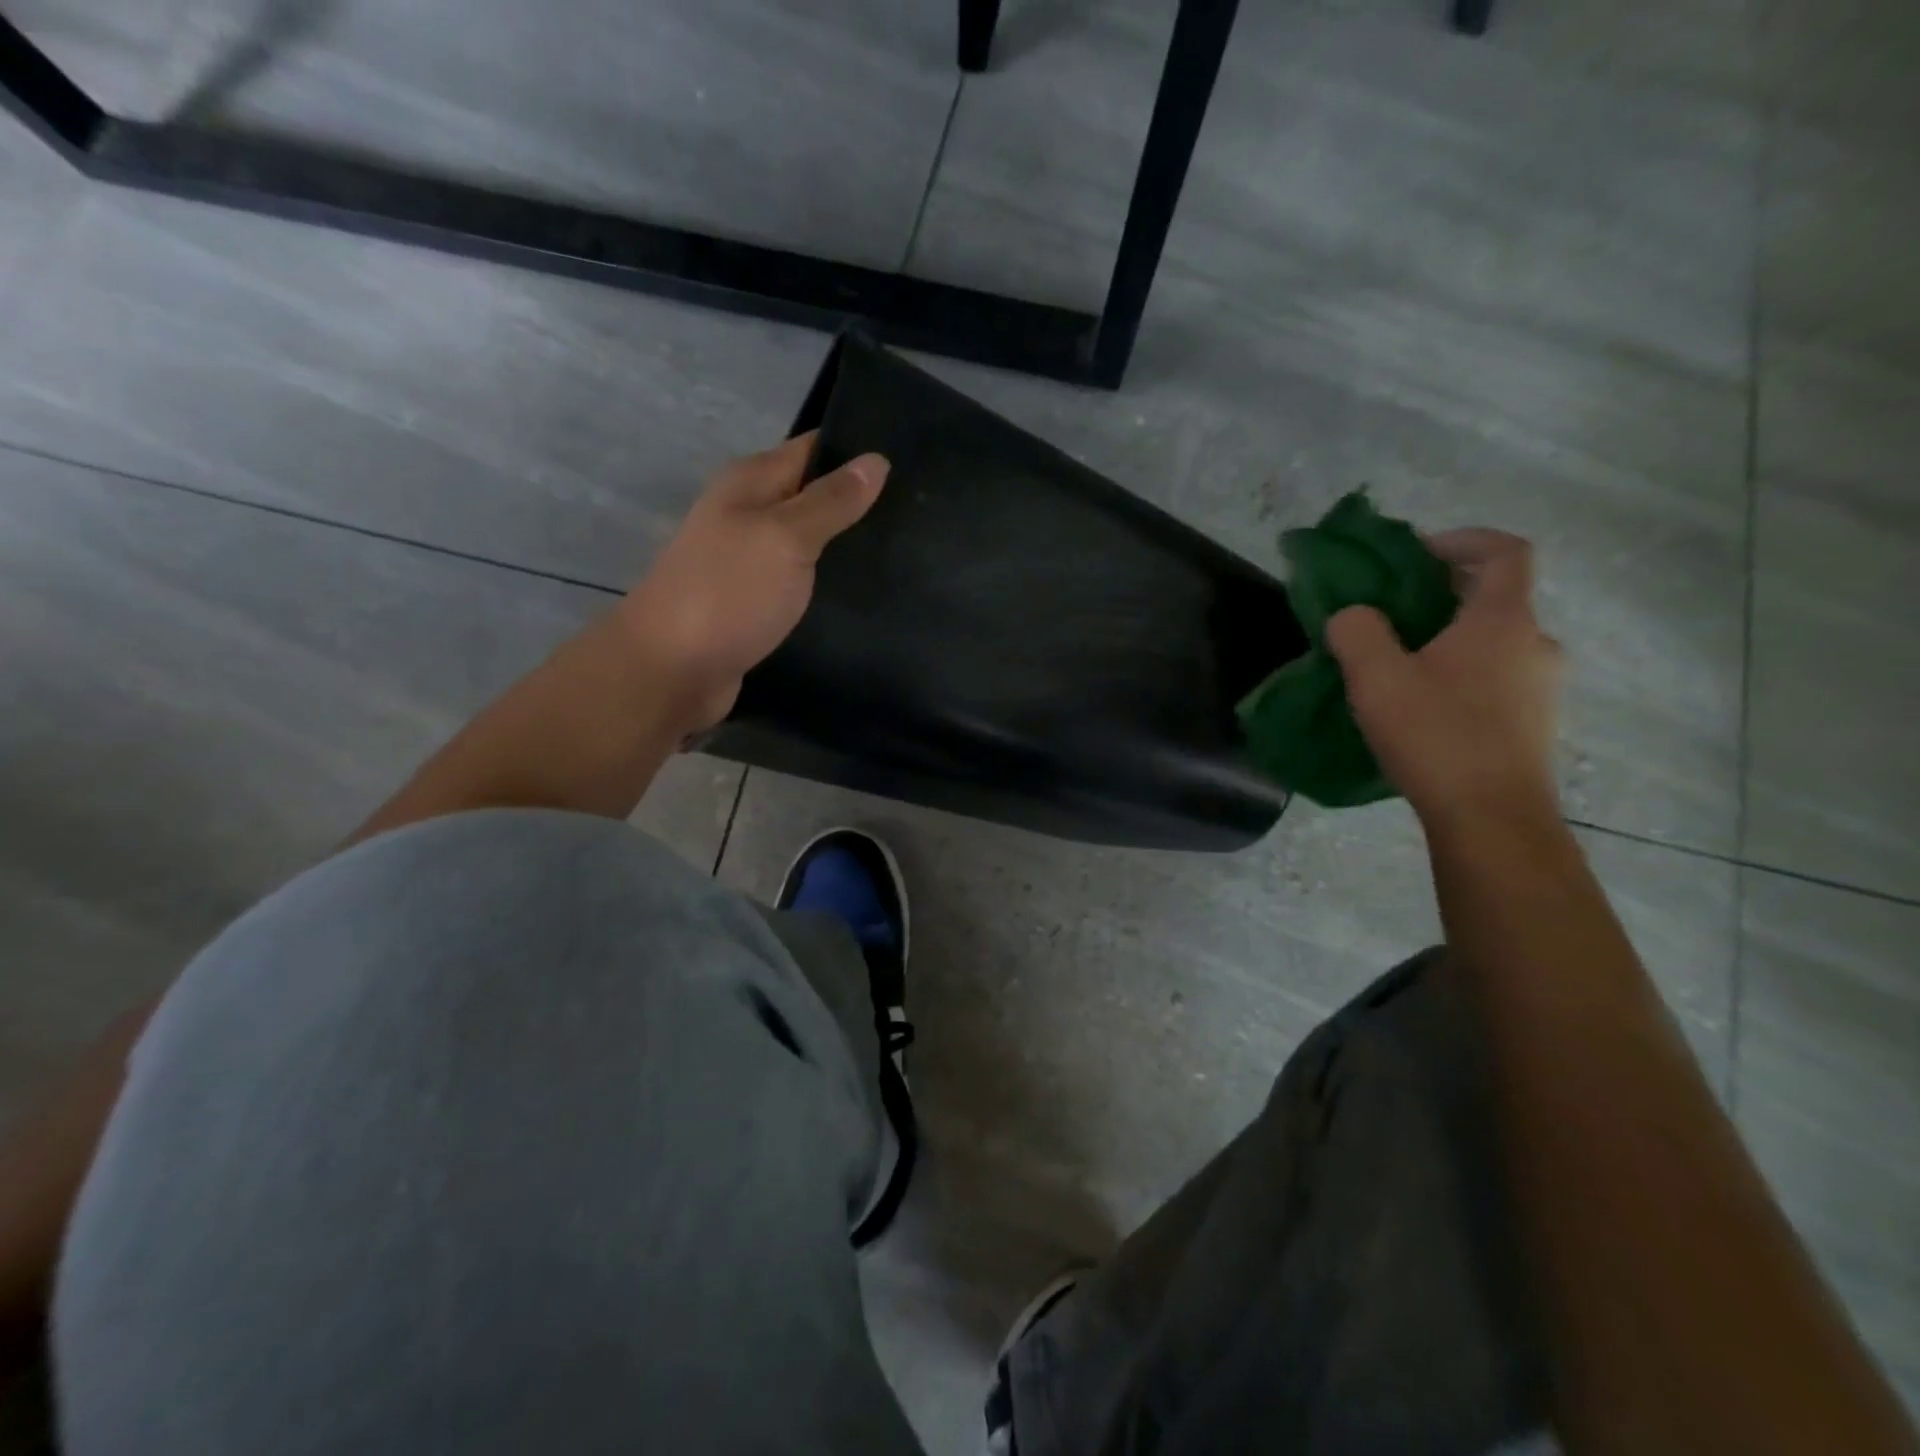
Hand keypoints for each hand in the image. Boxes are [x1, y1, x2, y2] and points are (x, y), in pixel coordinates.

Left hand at [617, 433, 889, 732]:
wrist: (672, 670)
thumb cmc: (729, 593)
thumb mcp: (785, 537)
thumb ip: (831, 501)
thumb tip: (877, 460)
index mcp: (750, 483)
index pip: (814, 450)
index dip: (858, 454)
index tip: (909, 463)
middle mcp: (747, 513)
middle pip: (812, 497)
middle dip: (859, 504)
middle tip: (917, 517)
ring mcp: (749, 561)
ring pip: (809, 543)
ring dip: (846, 548)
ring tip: (906, 553)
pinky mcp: (755, 602)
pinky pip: (800, 581)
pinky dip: (828, 584)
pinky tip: (865, 593)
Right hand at [1326, 528, 1561, 827]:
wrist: (1491, 818)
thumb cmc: (1436, 735)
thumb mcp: (1376, 678)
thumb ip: (1357, 632)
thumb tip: (1354, 615)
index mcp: (1503, 621)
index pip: (1505, 552)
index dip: (1463, 540)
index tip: (1416, 555)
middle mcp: (1536, 644)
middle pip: (1495, 599)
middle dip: (1443, 597)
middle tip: (1392, 616)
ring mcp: (1542, 687)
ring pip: (1494, 644)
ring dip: (1450, 642)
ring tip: (1400, 668)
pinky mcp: (1535, 724)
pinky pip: (1497, 680)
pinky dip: (1463, 676)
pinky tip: (1424, 709)